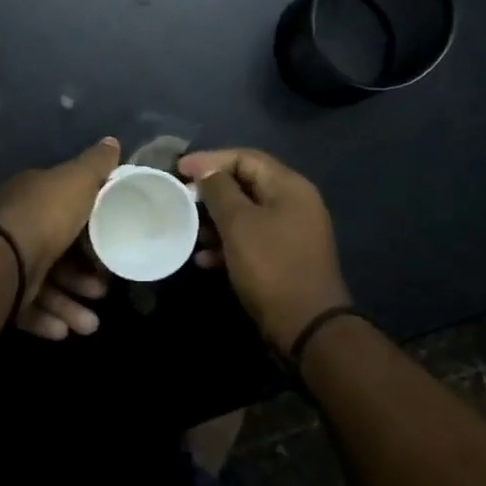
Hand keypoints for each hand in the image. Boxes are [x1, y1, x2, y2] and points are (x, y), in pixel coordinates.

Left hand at [0, 137, 118, 339]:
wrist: (3, 260)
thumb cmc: (46, 216)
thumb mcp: (78, 181)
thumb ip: (96, 164)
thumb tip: (112, 142)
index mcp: (32, 198)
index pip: (64, 210)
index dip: (90, 228)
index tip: (111, 246)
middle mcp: (16, 228)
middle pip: (58, 253)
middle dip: (84, 276)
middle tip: (103, 290)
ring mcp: (5, 263)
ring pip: (45, 286)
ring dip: (70, 305)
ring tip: (89, 324)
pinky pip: (27, 309)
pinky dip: (48, 319)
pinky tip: (66, 332)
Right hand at [177, 148, 350, 356]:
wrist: (306, 327)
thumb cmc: (270, 267)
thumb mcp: (239, 224)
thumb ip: (220, 191)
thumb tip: (207, 170)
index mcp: (289, 187)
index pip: (246, 158)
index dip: (210, 160)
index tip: (179, 169)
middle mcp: (294, 204)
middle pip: (246, 185)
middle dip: (211, 192)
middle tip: (181, 199)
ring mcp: (291, 233)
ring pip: (247, 215)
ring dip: (216, 221)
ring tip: (190, 231)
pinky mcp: (284, 259)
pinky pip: (252, 240)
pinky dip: (228, 244)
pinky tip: (205, 259)